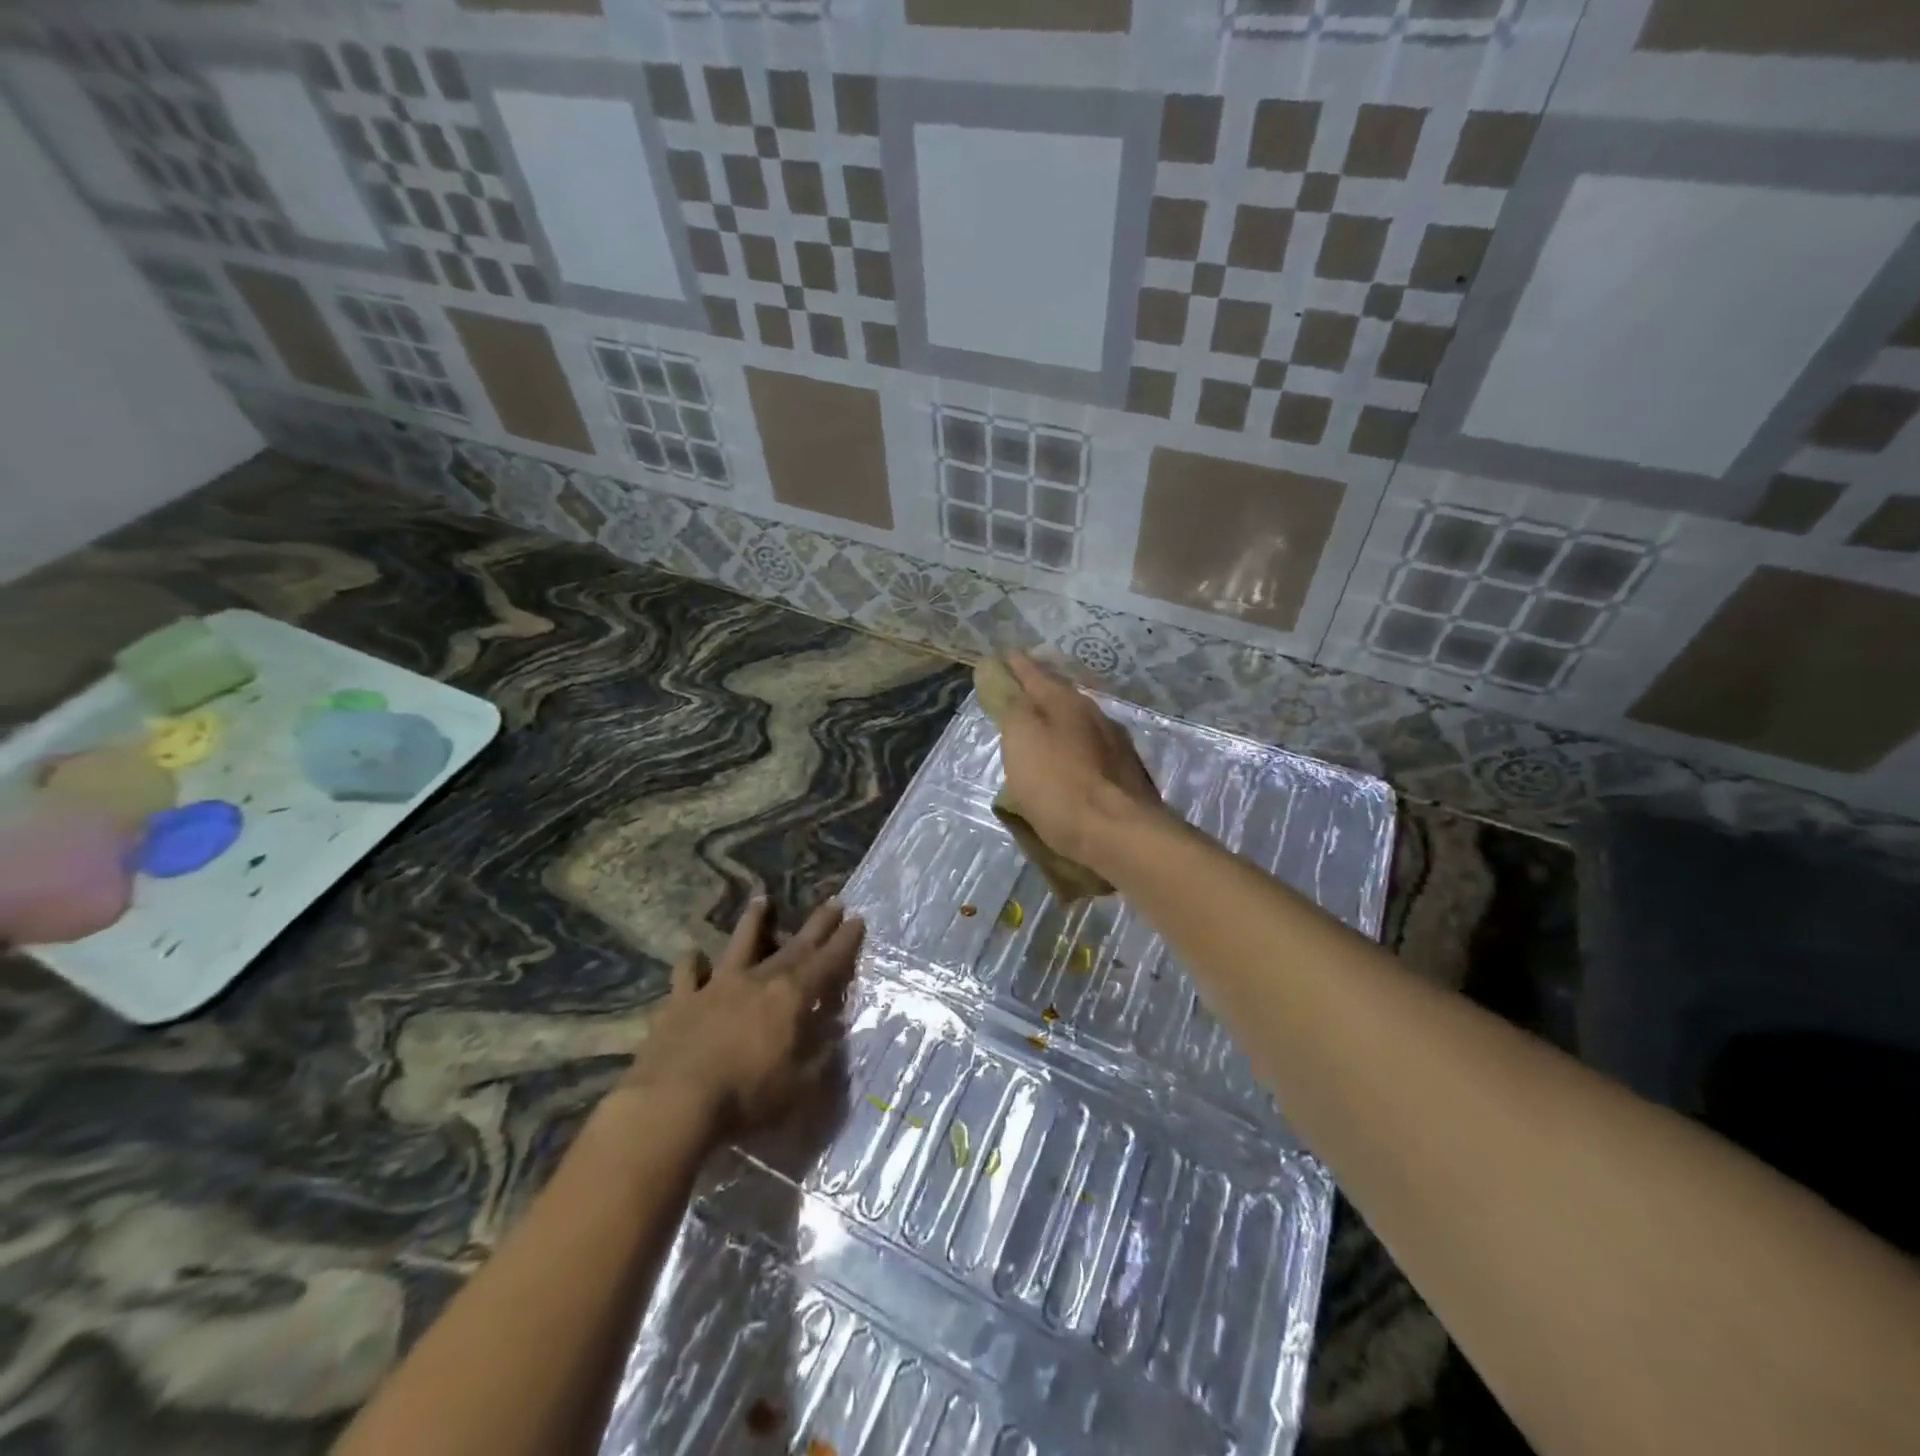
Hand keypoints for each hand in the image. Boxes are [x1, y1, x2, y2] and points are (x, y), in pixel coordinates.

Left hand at [618, 897, 862, 1134]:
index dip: (844, 942)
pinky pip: (687, 973)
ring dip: (753, 921)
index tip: (858, 919)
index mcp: (790, 999)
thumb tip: (835, 1033)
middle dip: (817, 925)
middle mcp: (757, 981)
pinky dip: (692, 962)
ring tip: (762, 899)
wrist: (673, 1102)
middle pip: (793, 947)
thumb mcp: (798, 1089)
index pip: (826, 964)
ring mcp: (716, 986)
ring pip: (739, 944)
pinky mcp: (681, 1001)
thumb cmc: (745, 1098)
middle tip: (833, 901)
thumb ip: (820, 1058)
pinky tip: (693, 956)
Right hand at [995, 653, 1163, 867]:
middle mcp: (1094, 714)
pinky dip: (1075, 746)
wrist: (1116, 831)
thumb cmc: (1058, 782)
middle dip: (1042, 689)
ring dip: (1061, 718)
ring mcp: (1114, 744)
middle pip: (1061, 695)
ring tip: (1044, 724)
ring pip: (1080, 721)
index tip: (1006, 654)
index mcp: (1066, 702)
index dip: (1018, 665)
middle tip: (1023, 687)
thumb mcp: (1022, 738)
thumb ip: (1011, 704)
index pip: (1035, 674)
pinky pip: (1091, 748)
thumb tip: (998, 671)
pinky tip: (1070, 758)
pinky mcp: (1125, 774)